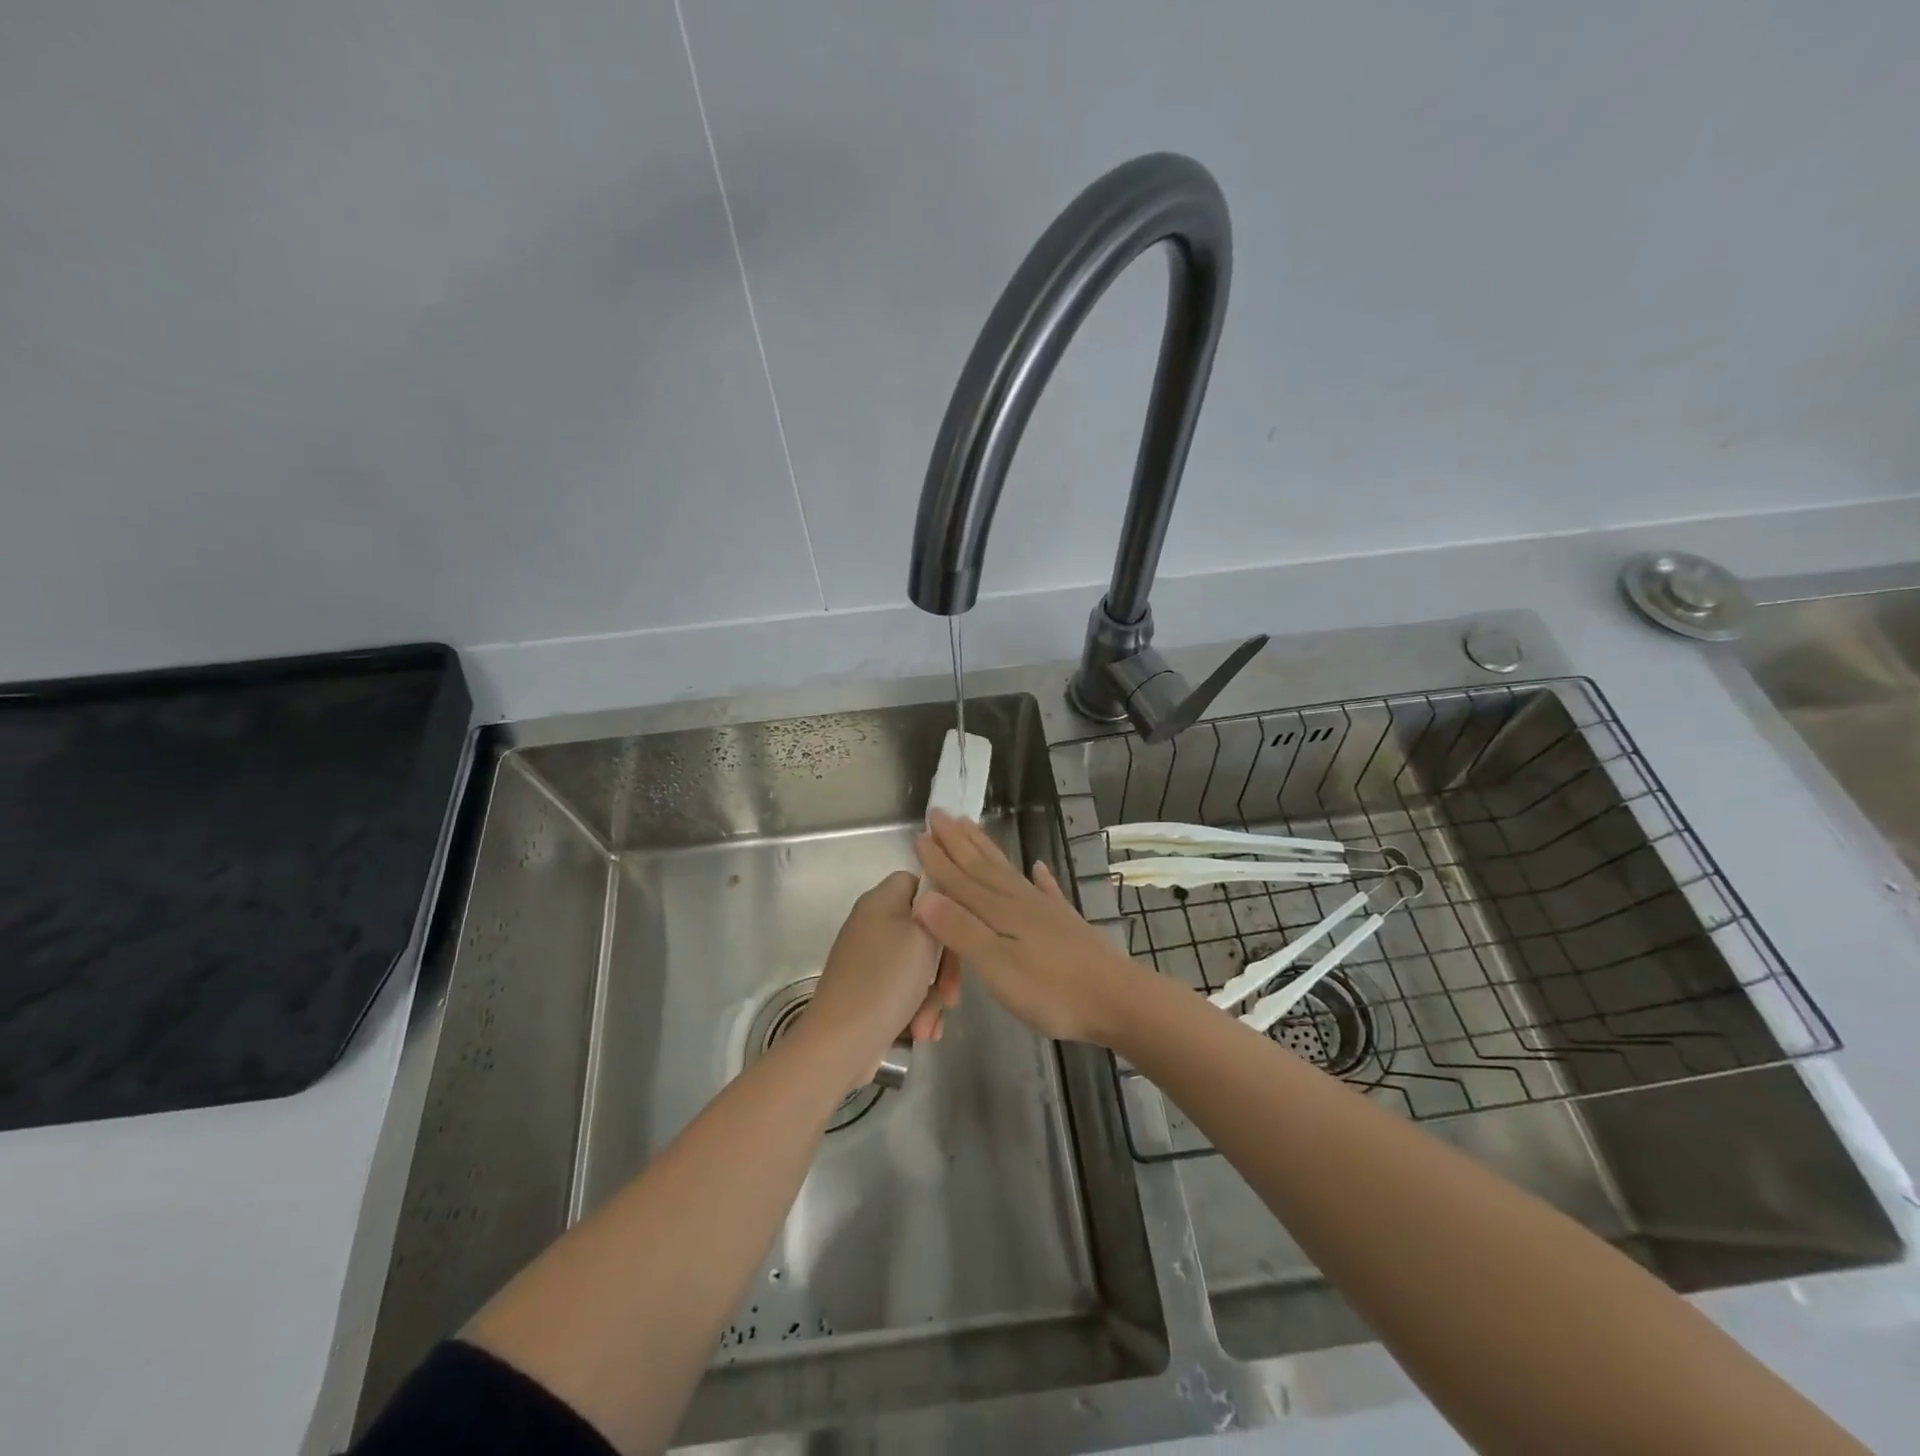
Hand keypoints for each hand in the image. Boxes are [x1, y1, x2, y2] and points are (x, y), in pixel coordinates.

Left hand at [805, 870, 960, 1085]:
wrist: (840, 1042)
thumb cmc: (886, 980)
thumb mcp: (924, 935)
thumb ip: (939, 909)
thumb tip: (940, 901)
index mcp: (880, 900)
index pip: (920, 882)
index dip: (944, 903)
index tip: (959, 931)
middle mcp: (872, 924)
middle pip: (924, 929)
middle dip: (944, 965)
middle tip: (952, 993)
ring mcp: (868, 959)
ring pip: (918, 966)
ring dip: (932, 996)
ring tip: (929, 1025)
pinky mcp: (867, 990)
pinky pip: (903, 990)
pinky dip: (915, 1010)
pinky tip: (922, 1032)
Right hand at [914, 810, 1145, 1045]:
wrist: (1117, 999)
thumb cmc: (1051, 990)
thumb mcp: (997, 966)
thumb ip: (961, 930)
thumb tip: (923, 896)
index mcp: (998, 911)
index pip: (959, 880)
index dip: (938, 859)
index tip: (919, 833)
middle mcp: (1019, 901)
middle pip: (981, 866)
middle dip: (958, 841)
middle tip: (940, 813)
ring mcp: (1045, 910)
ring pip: (1007, 871)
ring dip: (986, 849)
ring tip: (973, 826)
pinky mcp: (1065, 923)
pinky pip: (1047, 890)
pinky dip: (1041, 877)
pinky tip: (1039, 867)